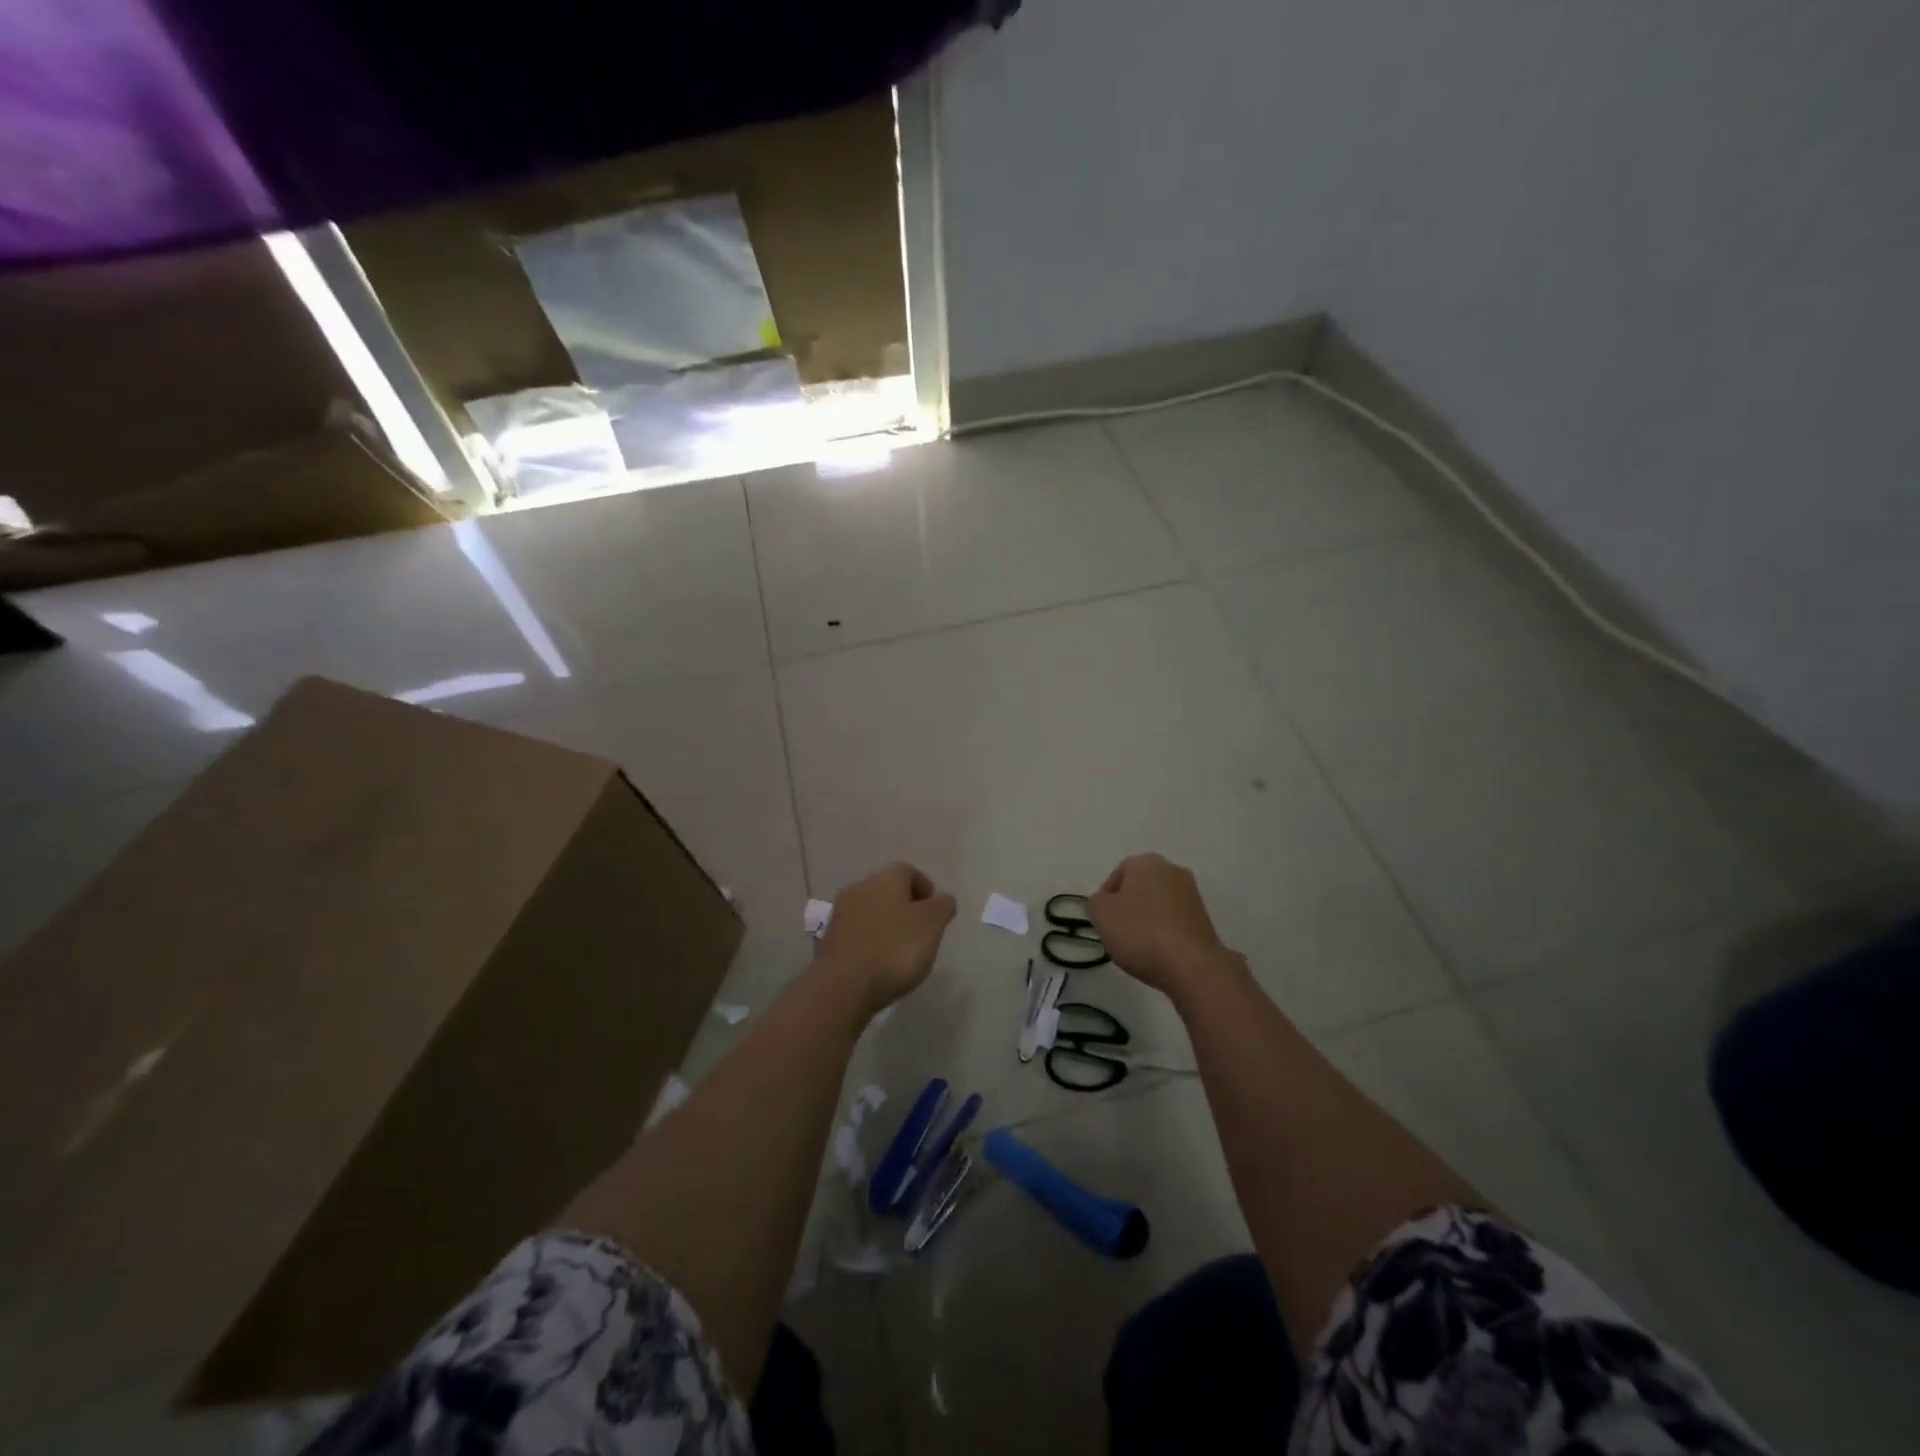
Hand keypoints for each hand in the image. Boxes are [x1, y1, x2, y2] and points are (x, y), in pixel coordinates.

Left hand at [815, 862, 956, 1014]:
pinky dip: (870, 942)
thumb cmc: (894, 949)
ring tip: (901, 952)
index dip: (925, 887)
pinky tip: (879, 963)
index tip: (936, 911)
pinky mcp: (828, 941)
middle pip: (887, 890)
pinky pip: (857, 933)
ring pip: (870, 911)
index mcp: (885, 879)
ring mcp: (840, 915)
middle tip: (921, 932)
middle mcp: (859, 888)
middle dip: (905, 907)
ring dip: (886, 925)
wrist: (842, 987)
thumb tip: (942, 899)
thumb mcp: (931, 925)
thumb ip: (942, 907)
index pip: (908, 871)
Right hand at [1087, 853, 1237, 1000]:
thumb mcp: (1100, 914)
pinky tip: (1158, 953)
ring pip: (1157, 904)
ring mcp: (1192, 894)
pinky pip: (1174, 921)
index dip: (1105, 898)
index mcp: (1146, 862)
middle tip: (1117, 932)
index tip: (1102, 921)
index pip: (1117, 874)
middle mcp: (1172, 870)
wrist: (1192, 966)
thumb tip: (1104, 902)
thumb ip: (1095, 901)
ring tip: (1138, 947)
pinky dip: (1164, 932)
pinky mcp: (1204, 919)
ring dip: (1146, 921)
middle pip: (1139, 887)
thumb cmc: (1140, 932)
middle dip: (1127, 907)